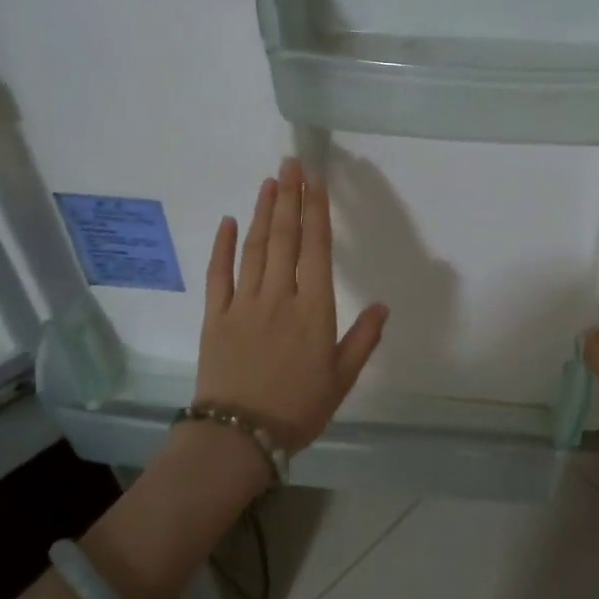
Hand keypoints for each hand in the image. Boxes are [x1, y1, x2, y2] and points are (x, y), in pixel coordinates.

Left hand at [195, 158, 388, 453]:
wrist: (240, 436)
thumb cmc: (298, 408)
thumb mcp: (342, 378)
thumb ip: (363, 339)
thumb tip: (383, 305)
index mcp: (314, 310)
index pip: (316, 249)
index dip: (316, 211)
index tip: (316, 181)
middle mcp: (279, 297)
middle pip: (284, 238)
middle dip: (289, 197)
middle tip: (290, 163)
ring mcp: (243, 303)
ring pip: (254, 248)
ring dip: (263, 212)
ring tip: (269, 182)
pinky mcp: (216, 316)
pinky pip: (219, 274)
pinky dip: (223, 246)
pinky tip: (229, 221)